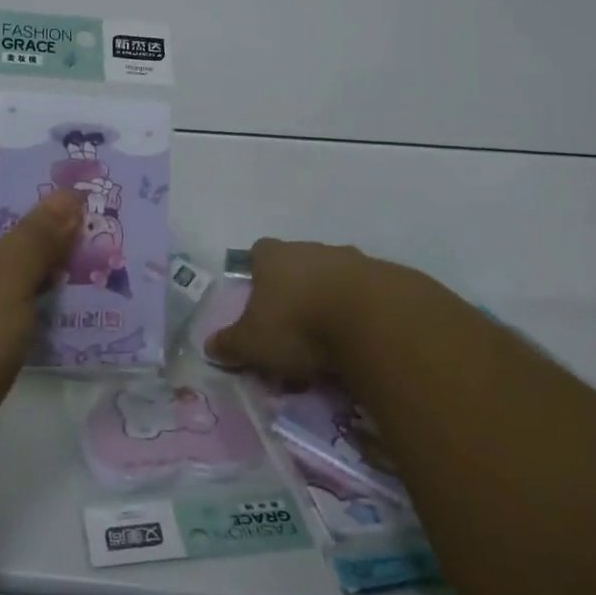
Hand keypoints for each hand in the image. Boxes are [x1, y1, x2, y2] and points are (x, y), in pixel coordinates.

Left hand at [0, 131, 81, 487]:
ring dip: (32, 253)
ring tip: (87, 252)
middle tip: (83, 209)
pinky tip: (66, 302)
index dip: (2, 147)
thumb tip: (68, 197)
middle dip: (29, 204)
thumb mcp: (3, 276)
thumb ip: (41, 231)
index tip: (52, 163)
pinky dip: (21, 294)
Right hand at [205, 238, 379, 390]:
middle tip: (293, 327)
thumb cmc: (298, 324)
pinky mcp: (385, 278)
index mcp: (275, 256)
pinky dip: (360, 313)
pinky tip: (360, 340)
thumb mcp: (253, 342)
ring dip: (330, 301)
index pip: (259, 252)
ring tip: (330, 341)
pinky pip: (365, 294)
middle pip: (298, 264)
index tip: (258, 296)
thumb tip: (209, 345)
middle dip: (295, 290)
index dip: (256, 271)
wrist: (372, 320)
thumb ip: (230, 344)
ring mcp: (351, 259)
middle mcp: (311, 249)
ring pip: (333, 278)